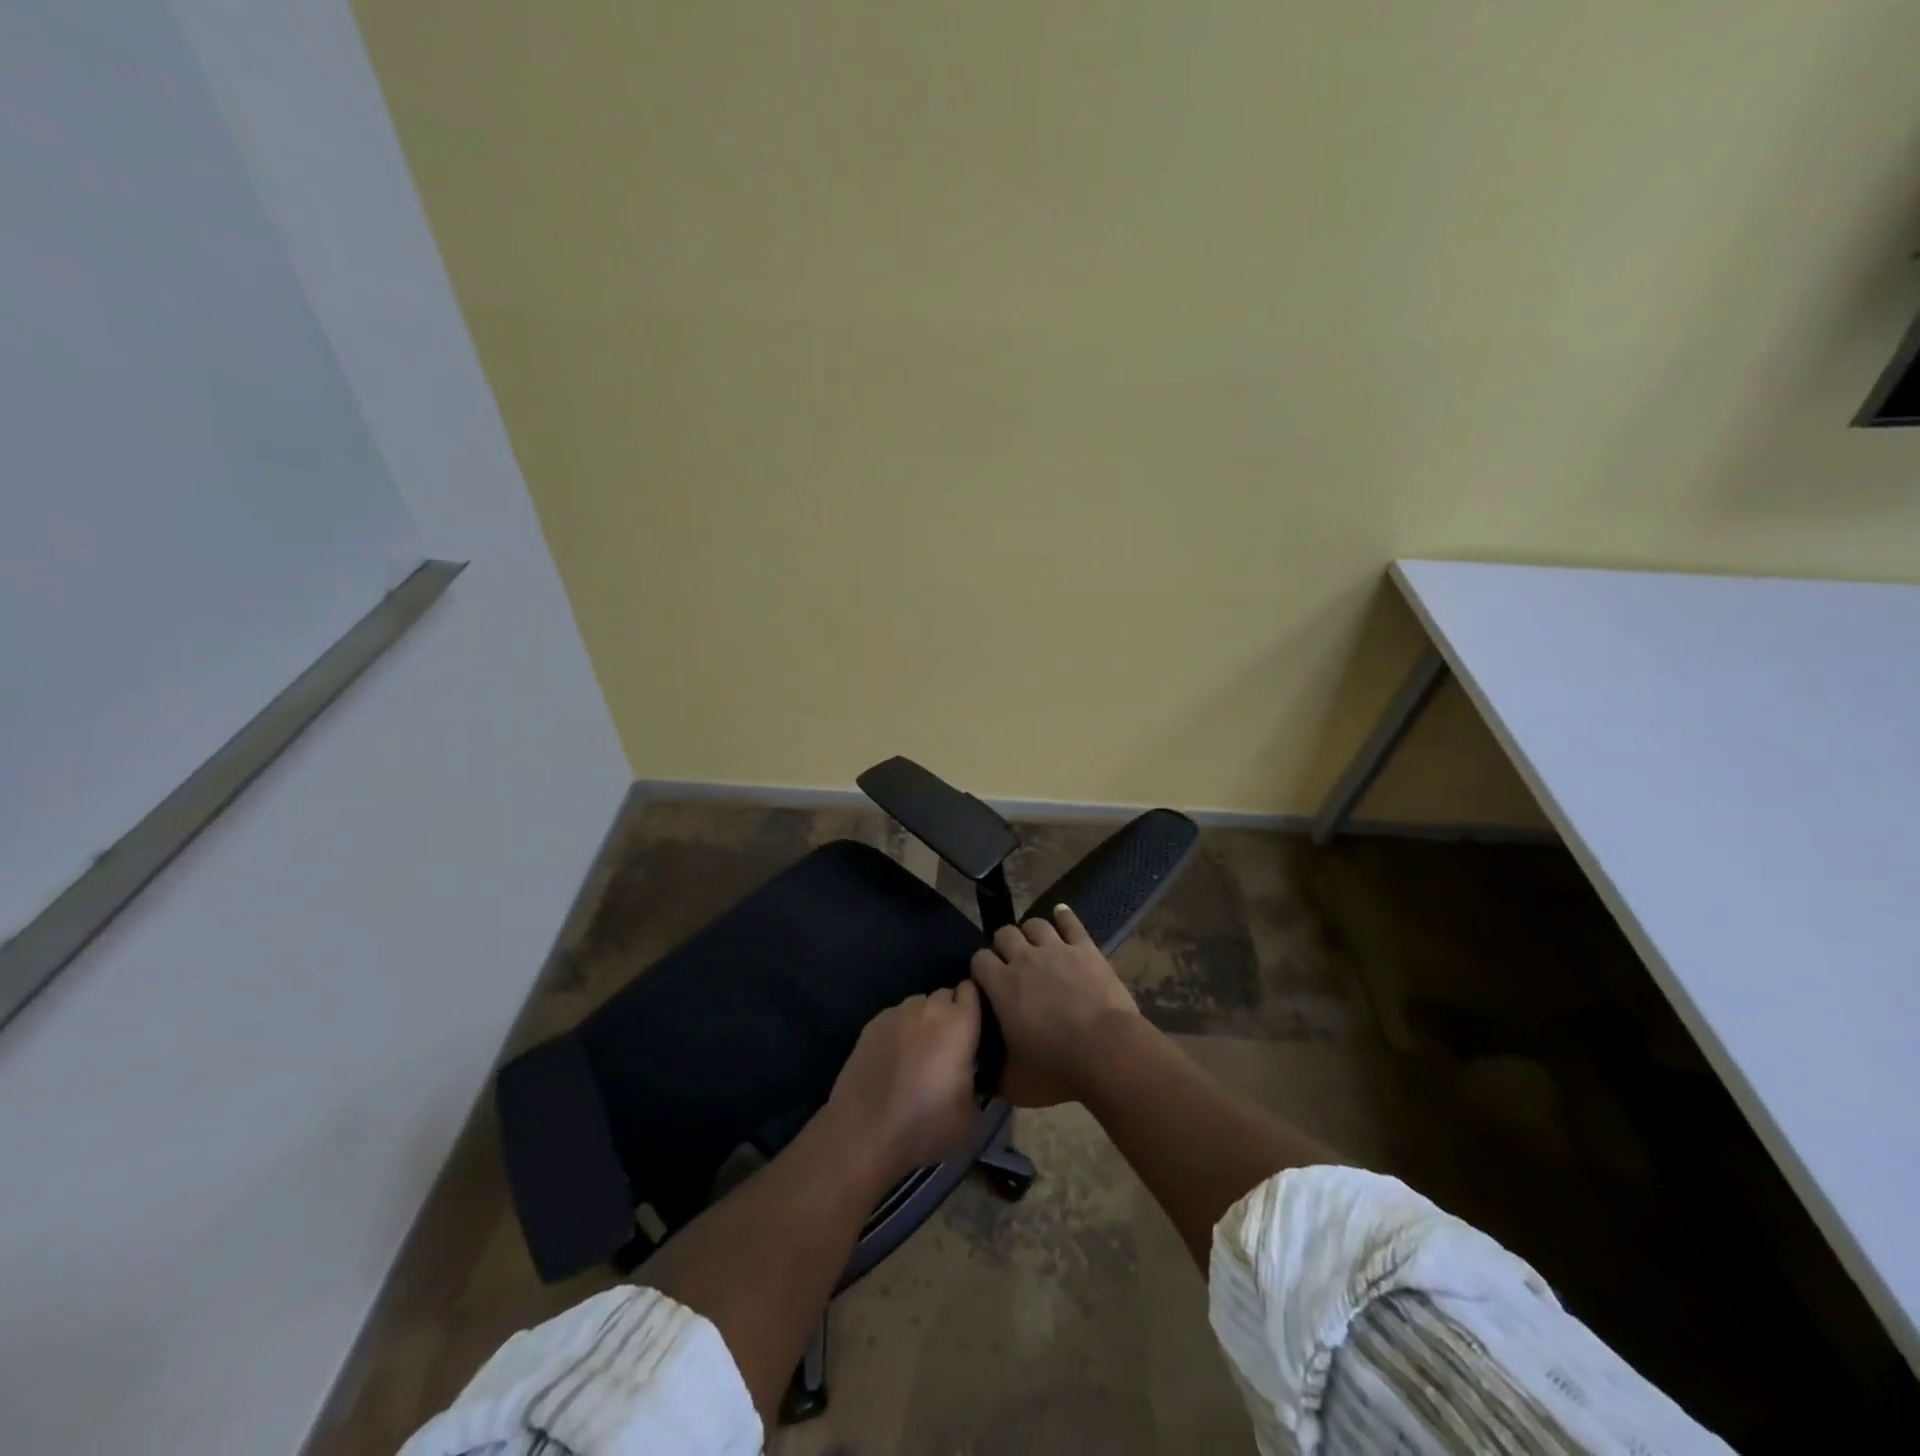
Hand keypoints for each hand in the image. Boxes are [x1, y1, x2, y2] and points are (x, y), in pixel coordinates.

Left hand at [825, 983, 982, 1181]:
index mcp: (959, 1024)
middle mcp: (928, 1009)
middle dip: (949, 1013)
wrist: (864, 1134)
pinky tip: (893, 1058)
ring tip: (919, 1051)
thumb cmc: (926, 1125)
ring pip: (918, 1005)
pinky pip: (894, 1018)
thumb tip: (971, 1075)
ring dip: (923, 1020)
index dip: (973, 1007)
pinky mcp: (871, 1025)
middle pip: (944, 996)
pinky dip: (899, 1030)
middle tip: (948, 1046)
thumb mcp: (970, 1116)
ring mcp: (896, 1014)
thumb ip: (976, 1082)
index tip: (974, 1029)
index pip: (972, 991)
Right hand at [969, 905, 1140, 1107]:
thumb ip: (993, 1076)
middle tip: (1012, 964)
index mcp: (1001, 986)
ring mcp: (1056, 949)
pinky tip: (1061, 914)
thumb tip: (980, 1078)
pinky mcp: (1085, 948)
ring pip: (1035, 924)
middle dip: (1003, 945)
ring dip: (1031, 933)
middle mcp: (1024, 959)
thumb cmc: (1057, 1069)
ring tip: (1036, 946)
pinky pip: (1071, 922)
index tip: (987, 982)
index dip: (981, 968)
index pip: (979, 960)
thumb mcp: (1015, 1083)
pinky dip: (1064, 916)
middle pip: (1004, 934)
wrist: (1107, 1052)